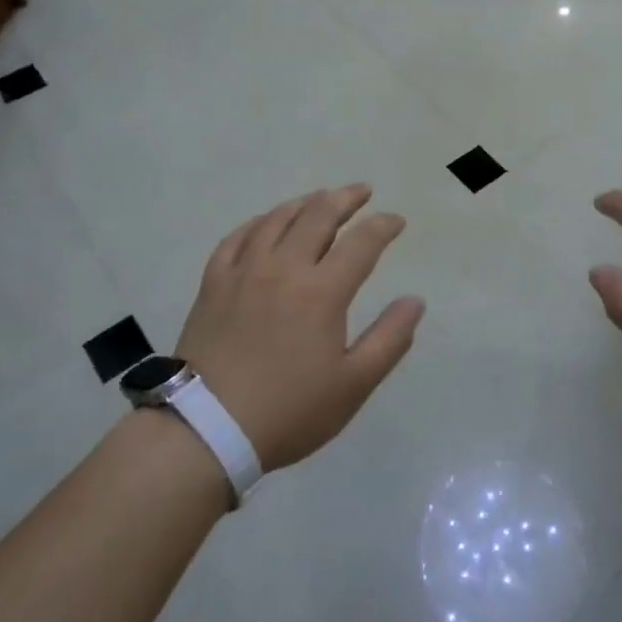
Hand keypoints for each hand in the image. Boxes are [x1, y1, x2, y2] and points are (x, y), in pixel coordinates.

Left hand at [172, 184, 423, 471]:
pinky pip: (237, 238)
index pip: (361, 242)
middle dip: (345, 198)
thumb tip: (415, 301)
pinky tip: (265, 223)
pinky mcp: (213, 284)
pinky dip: (258, 223)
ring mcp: (244, 272)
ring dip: (304, 203)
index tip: (396, 221)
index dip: (383, 226)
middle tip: (362, 191)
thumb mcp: (353, 385)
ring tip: (320, 198)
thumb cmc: (289, 410)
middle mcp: (284, 268)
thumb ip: (389, 339)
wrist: (206, 430)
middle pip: (318, 216)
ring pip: (277, 219)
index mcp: (322, 291)